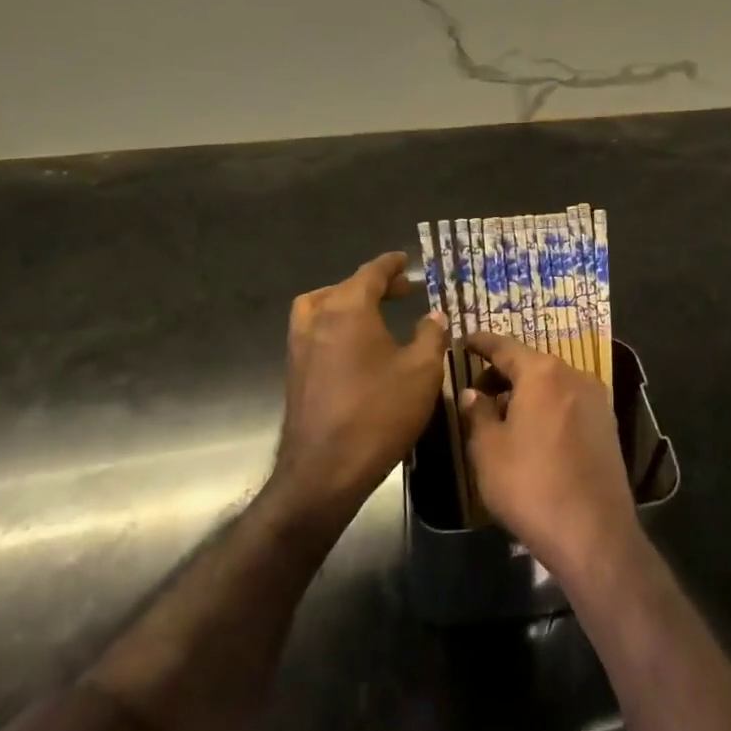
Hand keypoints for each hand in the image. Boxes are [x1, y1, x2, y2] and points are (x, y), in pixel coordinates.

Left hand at [274, 251, 448, 519]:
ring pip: (322, 306)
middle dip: (375, 284)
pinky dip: (336, 323)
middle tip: (402, 289)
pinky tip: (359, 346)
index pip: (371, 272)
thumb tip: (434, 314)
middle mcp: (318, 318)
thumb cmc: (379, 413)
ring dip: (349, 302)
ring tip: (375, 312)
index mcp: (348, 308)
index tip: (405, 260)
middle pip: (346, 287)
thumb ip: (430, 334)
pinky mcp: (295, 371)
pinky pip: (315, 330)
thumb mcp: (422, 371)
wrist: (324, 470)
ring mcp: (300, 345)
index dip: (391, 265)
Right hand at [460, 331, 640, 582]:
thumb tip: (472, 393)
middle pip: (531, 364)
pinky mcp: (608, 425)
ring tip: (503, 414)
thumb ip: (478, 413)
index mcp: (542, 373)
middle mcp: (573, 375)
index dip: (481, 343)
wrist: (594, 533)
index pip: (505, 346)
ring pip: (552, 384)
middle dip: (503, 373)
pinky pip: (569, 402)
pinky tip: (533, 432)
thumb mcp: (489, 450)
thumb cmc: (531, 485)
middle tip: (477, 390)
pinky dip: (548, 406)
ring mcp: (596, 399)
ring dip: (527, 392)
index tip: (465, 341)